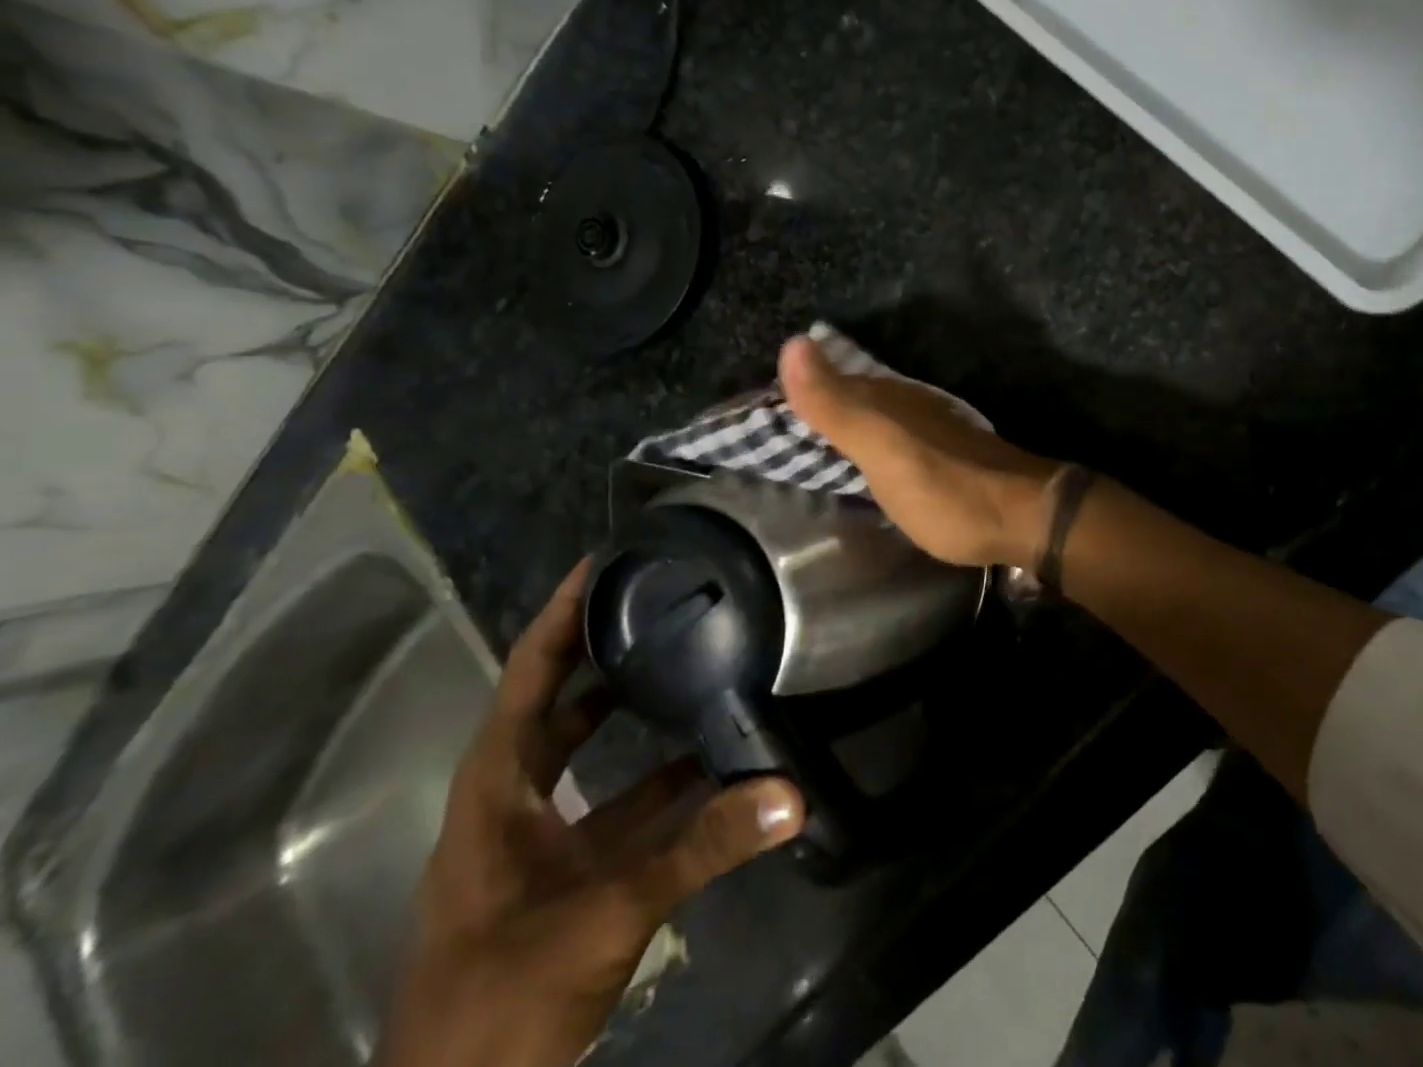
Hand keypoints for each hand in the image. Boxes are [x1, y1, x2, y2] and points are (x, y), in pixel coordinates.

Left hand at [376, 560, 804, 1066]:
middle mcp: (509, 799)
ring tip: (692, 667)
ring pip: (587, 756)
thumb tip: (789, 794)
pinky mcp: (560, 877)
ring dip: (633, 717)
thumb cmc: (503, 999)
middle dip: (602, 651)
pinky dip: (654, 785)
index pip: (529, 671)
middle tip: (661, 603)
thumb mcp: (608, 911)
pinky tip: (707, 771)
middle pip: (558, 702)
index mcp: (495, 785)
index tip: (605, 559)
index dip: (563, 612)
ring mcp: (532, 841)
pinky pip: (612, 808)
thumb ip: (702, 848)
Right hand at [779, 335, 1059, 568]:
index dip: (796, 389)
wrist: (1025, 516)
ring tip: (814, 441)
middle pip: (852, 398)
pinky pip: (895, 441)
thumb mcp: (882, 450)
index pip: (830, 381)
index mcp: (887, 399)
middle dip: (818, 404)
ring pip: (875, 418)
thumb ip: (837, 405)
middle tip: (779, 423)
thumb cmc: (946, 489)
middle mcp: (909, 406)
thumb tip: (792, 341)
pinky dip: (872, 447)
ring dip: (846, 425)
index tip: (760, 402)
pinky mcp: (946, 458)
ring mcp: (931, 431)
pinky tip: (869, 461)